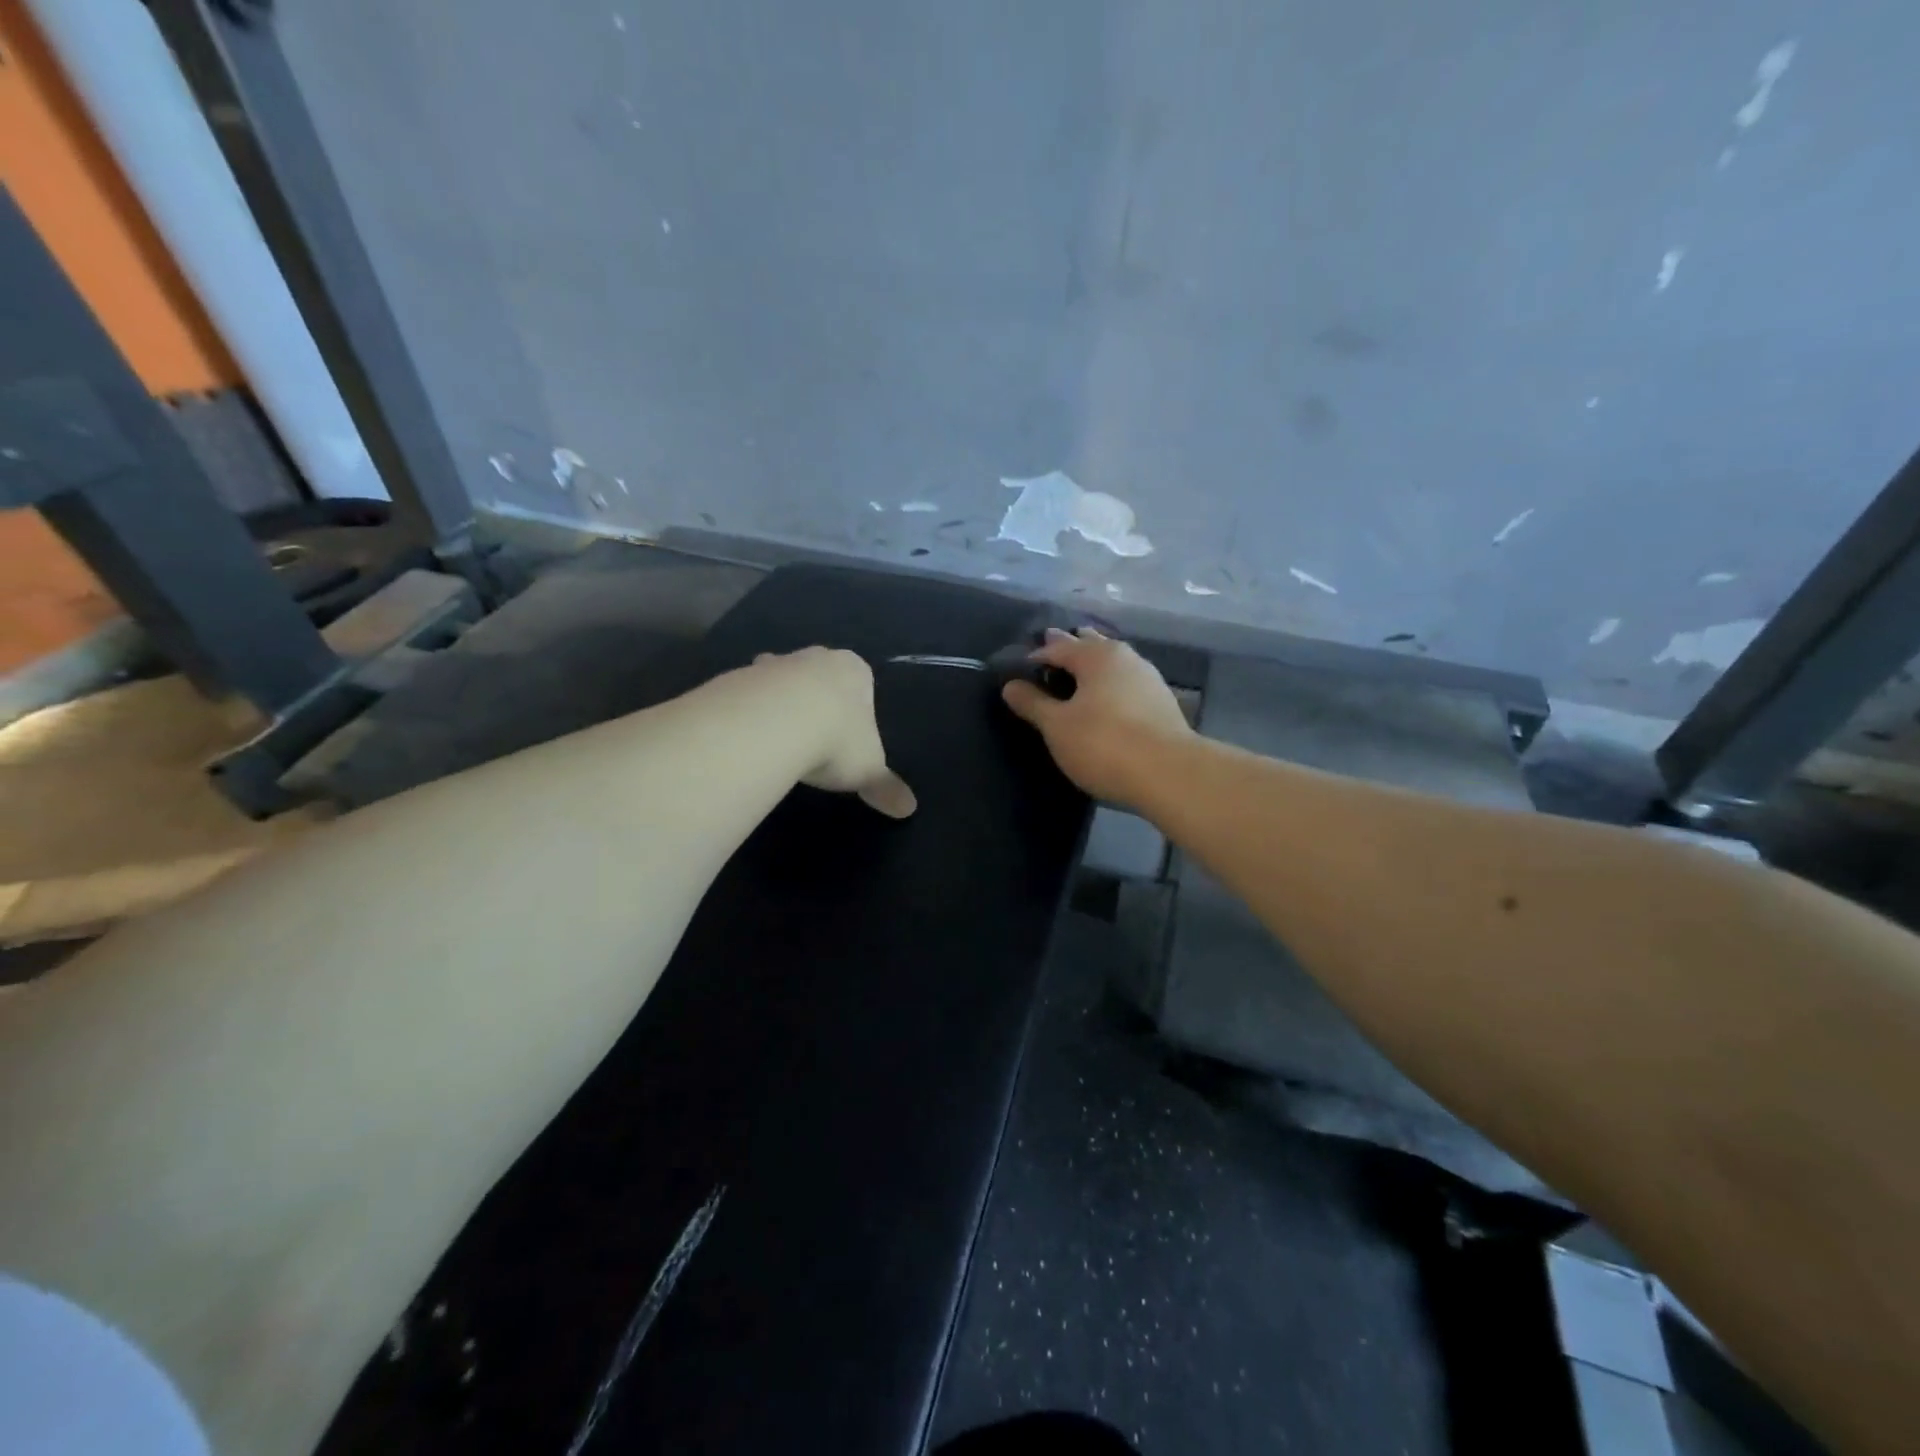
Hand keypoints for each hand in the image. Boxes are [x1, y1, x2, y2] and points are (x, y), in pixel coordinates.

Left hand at [751, 649, 917, 817]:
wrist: (774, 723)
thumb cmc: (836, 739)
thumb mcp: (868, 770)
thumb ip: (886, 787)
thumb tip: (909, 809)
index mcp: (854, 671)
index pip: (860, 682)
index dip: (855, 709)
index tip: (848, 736)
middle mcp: (816, 657)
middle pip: (818, 676)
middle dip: (815, 700)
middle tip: (813, 736)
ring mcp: (774, 664)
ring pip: (779, 680)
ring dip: (778, 703)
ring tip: (777, 740)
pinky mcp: (739, 677)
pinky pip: (747, 695)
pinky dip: (749, 713)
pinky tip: (749, 740)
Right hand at [1001, 628, 1191, 806]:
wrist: (1170, 774)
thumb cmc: (1104, 744)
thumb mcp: (1057, 726)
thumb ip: (1033, 703)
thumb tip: (1010, 685)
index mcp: (1096, 656)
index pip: (1057, 647)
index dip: (1035, 657)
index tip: (1018, 670)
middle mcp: (1125, 657)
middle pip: (1090, 646)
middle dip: (1070, 646)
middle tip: (1050, 646)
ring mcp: (1148, 679)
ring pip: (1112, 662)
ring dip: (1093, 663)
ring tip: (1077, 671)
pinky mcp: (1162, 703)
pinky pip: (1126, 683)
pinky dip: (1111, 684)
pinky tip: (1108, 697)